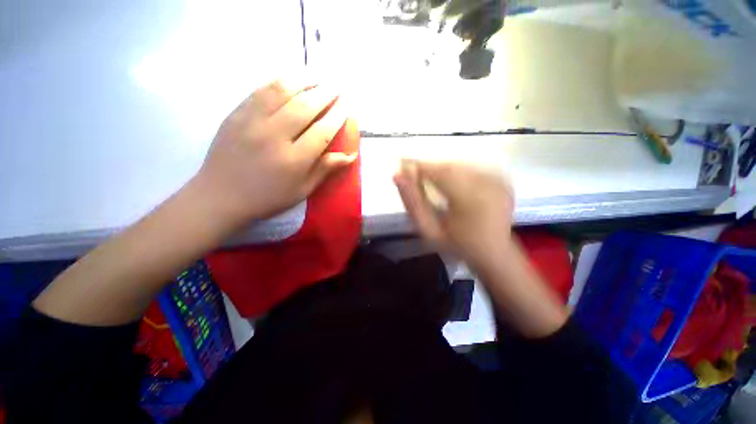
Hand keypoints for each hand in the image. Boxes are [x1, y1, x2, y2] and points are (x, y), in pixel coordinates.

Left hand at [192, 79, 356, 230]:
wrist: (221, 196)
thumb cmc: (268, 197)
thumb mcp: (302, 189)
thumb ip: (325, 169)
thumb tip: (350, 156)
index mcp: (293, 160)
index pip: (322, 132)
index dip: (338, 116)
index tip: (347, 105)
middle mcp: (274, 136)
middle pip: (305, 107)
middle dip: (325, 94)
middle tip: (337, 87)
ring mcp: (251, 122)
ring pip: (282, 92)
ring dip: (303, 81)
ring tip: (317, 77)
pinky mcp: (235, 115)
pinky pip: (260, 91)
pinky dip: (279, 82)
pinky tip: (290, 80)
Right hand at [394, 160, 513, 268]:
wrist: (493, 252)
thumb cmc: (457, 245)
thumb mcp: (429, 230)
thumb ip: (412, 203)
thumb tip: (398, 176)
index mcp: (471, 201)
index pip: (440, 173)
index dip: (419, 166)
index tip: (402, 166)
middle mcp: (488, 185)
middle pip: (449, 166)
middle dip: (428, 167)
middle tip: (412, 174)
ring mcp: (498, 181)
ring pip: (459, 165)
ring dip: (441, 169)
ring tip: (428, 180)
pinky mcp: (502, 179)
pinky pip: (471, 168)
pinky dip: (455, 172)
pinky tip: (448, 183)